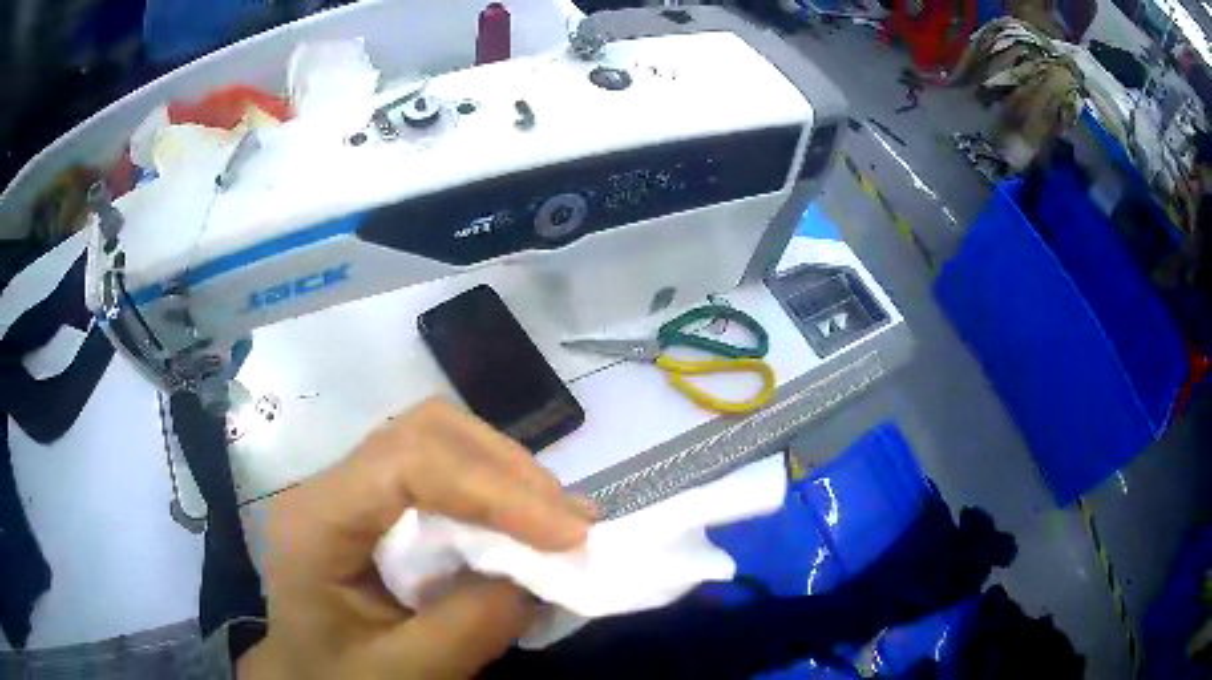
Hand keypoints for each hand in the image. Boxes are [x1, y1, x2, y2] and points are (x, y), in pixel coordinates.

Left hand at [239, 398, 592, 678]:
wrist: (308, 676)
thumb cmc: (342, 679)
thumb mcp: (405, 673)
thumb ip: (470, 626)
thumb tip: (541, 574)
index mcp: (314, 523)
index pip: (406, 465)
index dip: (494, 490)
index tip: (568, 533)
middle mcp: (328, 486)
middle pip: (425, 433)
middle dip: (508, 472)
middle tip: (571, 523)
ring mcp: (351, 486)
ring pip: (437, 439)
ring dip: (505, 475)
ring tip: (557, 522)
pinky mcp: (375, 500)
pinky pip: (439, 469)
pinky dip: (492, 490)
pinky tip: (522, 526)